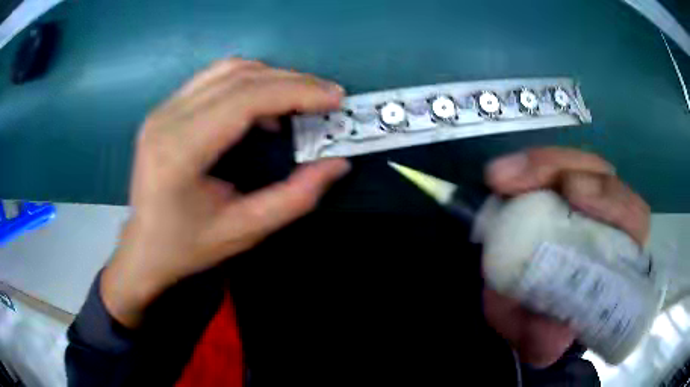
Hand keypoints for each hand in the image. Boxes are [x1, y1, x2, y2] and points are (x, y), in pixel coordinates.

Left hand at [101, 59, 349, 327]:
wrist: (144, 247)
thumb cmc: (188, 246)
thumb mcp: (245, 231)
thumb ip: (295, 198)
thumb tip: (337, 164)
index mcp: (179, 152)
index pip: (243, 100)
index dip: (295, 91)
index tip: (333, 98)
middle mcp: (166, 120)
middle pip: (238, 78)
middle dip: (292, 81)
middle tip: (328, 96)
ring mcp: (163, 110)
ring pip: (227, 70)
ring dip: (272, 77)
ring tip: (302, 99)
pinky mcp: (165, 109)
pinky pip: (214, 78)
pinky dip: (249, 82)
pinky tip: (264, 105)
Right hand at [483, 147, 649, 367]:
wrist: (519, 310)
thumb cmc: (540, 322)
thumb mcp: (540, 340)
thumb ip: (546, 340)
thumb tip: (552, 328)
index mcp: (618, 256)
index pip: (632, 217)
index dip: (611, 201)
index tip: (572, 194)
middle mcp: (606, 220)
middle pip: (601, 176)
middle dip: (565, 169)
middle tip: (519, 180)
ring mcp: (580, 199)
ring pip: (573, 164)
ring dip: (538, 165)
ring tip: (500, 177)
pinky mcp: (553, 190)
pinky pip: (545, 168)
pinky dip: (522, 168)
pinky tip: (498, 177)